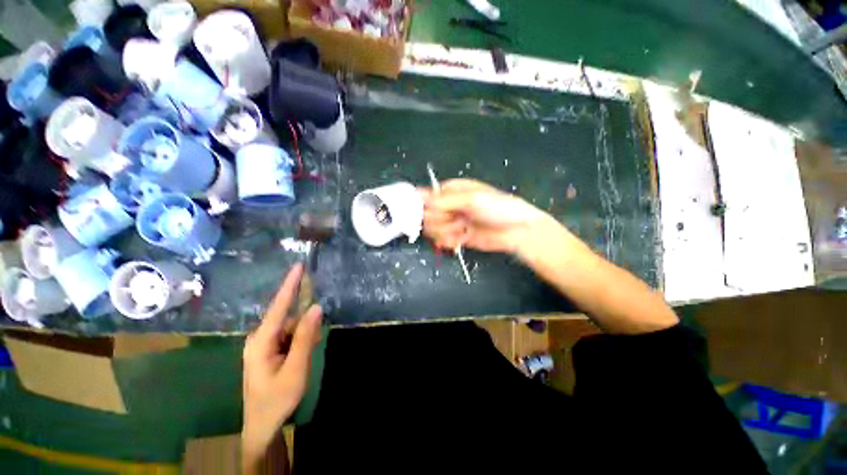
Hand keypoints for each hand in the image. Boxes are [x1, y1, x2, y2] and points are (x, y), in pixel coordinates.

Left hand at [242, 264, 321, 465]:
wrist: (262, 425)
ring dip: (304, 336)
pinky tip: (304, 355)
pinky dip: (300, 341)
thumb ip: (306, 336)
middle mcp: (259, 338)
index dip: (289, 285)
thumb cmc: (277, 399)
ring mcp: (263, 344)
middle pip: (287, 318)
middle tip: (313, 339)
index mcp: (261, 341)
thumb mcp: (296, 368)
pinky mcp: (269, 350)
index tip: (298, 265)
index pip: (279, 307)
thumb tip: (316, 307)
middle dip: (304, 323)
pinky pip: (289, 336)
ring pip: (290, 328)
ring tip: (306, 357)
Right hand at [421, 179, 554, 254]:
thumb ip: (442, 199)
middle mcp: (447, 205)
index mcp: (450, 190)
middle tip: (458, 219)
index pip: (425, 198)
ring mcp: (451, 222)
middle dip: (440, 220)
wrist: (516, 231)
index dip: (428, 207)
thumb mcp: (470, 199)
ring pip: (432, 230)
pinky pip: (441, 241)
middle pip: (426, 216)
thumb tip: (416, 193)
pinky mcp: (455, 237)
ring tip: (463, 228)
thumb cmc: (497, 208)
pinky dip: (450, 241)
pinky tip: (462, 238)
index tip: (439, 212)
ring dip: (446, 232)